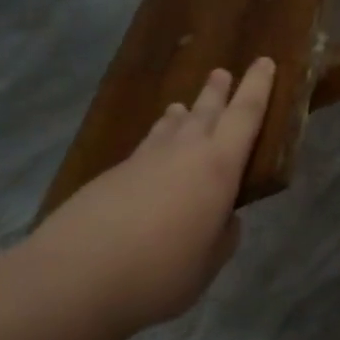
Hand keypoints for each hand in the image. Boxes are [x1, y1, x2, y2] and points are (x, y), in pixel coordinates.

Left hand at [23, 59, 275, 330]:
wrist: (74, 278)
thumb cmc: (160, 273)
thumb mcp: (208, 263)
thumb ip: (221, 236)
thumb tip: (221, 220)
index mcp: (218, 167)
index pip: (245, 115)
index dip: (259, 87)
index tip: (266, 61)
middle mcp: (182, 152)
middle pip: (206, 111)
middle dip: (219, 91)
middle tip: (223, 72)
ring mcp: (142, 161)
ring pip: (170, 126)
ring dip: (183, 113)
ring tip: (184, 106)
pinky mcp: (110, 177)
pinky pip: (145, 147)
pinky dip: (156, 139)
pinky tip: (152, 151)